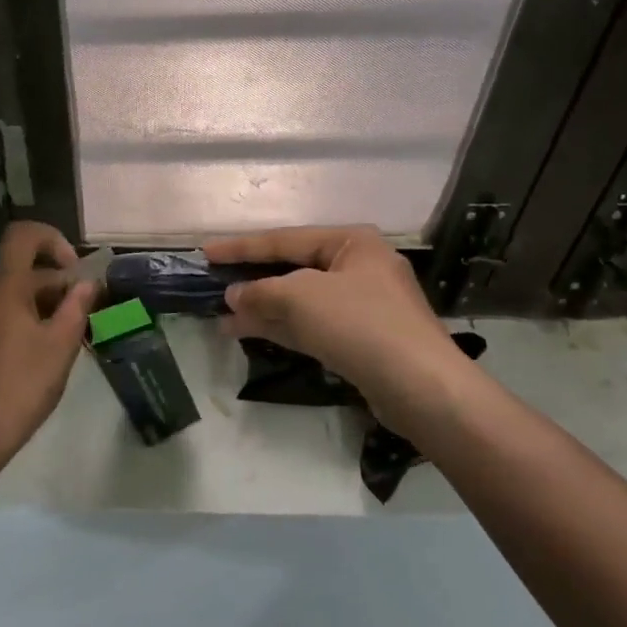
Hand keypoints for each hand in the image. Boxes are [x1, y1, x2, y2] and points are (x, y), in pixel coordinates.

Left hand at [0, 221, 96, 455]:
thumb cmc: (24, 383)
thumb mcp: (62, 344)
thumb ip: (78, 306)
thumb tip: (88, 282)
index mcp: (6, 286)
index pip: (22, 235)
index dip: (52, 239)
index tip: (75, 270)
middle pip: (24, 268)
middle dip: (58, 282)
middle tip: (85, 314)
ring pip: (16, 293)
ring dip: (46, 303)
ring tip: (70, 335)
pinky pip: (5, 313)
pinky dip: (29, 318)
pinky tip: (47, 350)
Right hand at [205, 226, 474, 422]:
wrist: (420, 387)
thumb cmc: (359, 324)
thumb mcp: (300, 298)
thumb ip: (260, 292)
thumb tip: (233, 295)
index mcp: (352, 243)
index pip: (284, 239)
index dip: (241, 247)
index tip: (206, 253)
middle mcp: (358, 268)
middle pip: (293, 269)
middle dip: (253, 281)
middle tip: (213, 285)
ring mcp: (361, 306)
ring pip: (299, 301)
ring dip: (262, 308)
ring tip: (222, 316)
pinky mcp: (360, 340)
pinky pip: (310, 325)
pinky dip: (280, 327)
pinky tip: (248, 332)